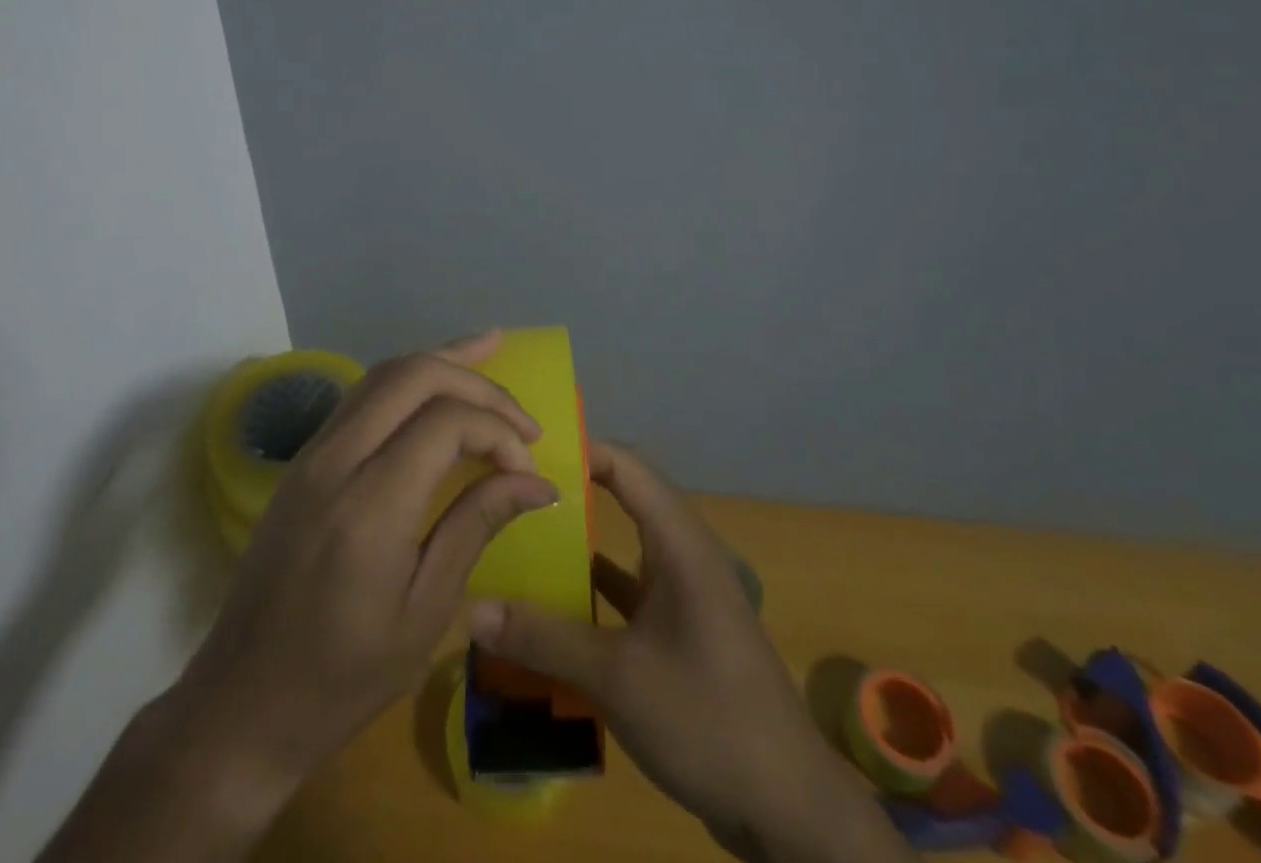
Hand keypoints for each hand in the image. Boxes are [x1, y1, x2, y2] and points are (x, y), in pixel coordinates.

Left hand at [39, 332, 559, 862]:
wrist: (242, 701)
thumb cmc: (343, 676)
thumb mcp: (425, 613)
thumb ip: (477, 526)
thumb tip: (536, 481)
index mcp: (370, 505)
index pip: (446, 423)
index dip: (498, 432)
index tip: (527, 468)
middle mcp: (336, 460)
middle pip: (413, 375)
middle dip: (476, 379)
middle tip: (521, 412)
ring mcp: (312, 452)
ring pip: (383, 373)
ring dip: (441, 360)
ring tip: (490, 349)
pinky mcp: (304, 458)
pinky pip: (363, 394)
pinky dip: (408, 378)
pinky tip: (436, 381)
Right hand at [469, 444, 911, 862]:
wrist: (788, 809)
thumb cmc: (706, 717)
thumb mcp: (618, 677)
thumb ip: (545, 639)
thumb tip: (471, 609)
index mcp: (680, 543)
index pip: (627, 467)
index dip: (581, 451)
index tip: (527, 451)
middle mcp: (685, 556)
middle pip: (624, 503)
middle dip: (573, 495)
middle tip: (513, 493)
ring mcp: (687, 596)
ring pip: (626, 551)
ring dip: (582, 546)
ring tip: (524, 540)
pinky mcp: (684, 633)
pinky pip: (633, 594)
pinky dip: (598, 594)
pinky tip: (557, 607)